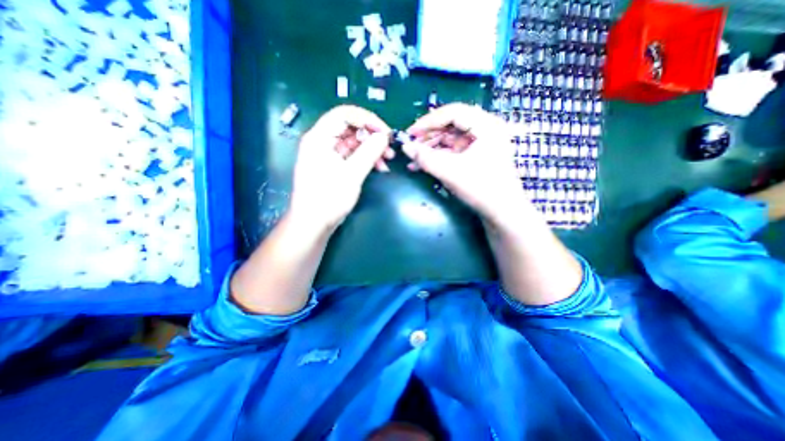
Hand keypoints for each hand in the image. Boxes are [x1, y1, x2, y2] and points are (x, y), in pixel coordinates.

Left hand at [288, 105, 391, 230]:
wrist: (313, 224)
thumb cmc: (328, 198)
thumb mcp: (351, 174)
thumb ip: (369, 152)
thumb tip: (384, 136)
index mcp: (320, 137)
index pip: (345, 114)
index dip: (367, 119)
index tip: (385, 132)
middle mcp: (322, 141)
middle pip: (351, 128)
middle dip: (372, 136)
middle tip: (390, 148)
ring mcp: (328, 154)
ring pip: (354, 142)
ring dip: (372, 149)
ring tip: (387, 161)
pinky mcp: (333, 166)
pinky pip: (352, 155)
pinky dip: (366, 159)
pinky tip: (379, 168)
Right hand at [405, 103, 526, 224]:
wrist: (502, 213)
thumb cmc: (482, 189)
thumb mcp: (451, 172)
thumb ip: (426, 158)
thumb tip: (404, 146)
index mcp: (486, 125)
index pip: (453, 112)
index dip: (428, 121)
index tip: (410, 133)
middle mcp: (485, 129)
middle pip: (451, 124)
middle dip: (428, 136)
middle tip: (410, 147)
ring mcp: (481, 143)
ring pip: (450, 138)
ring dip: (431, 148)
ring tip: (413, 159)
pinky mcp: (476, 155)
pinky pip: (453, 150)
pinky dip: (438, 156)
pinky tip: (422, 165)